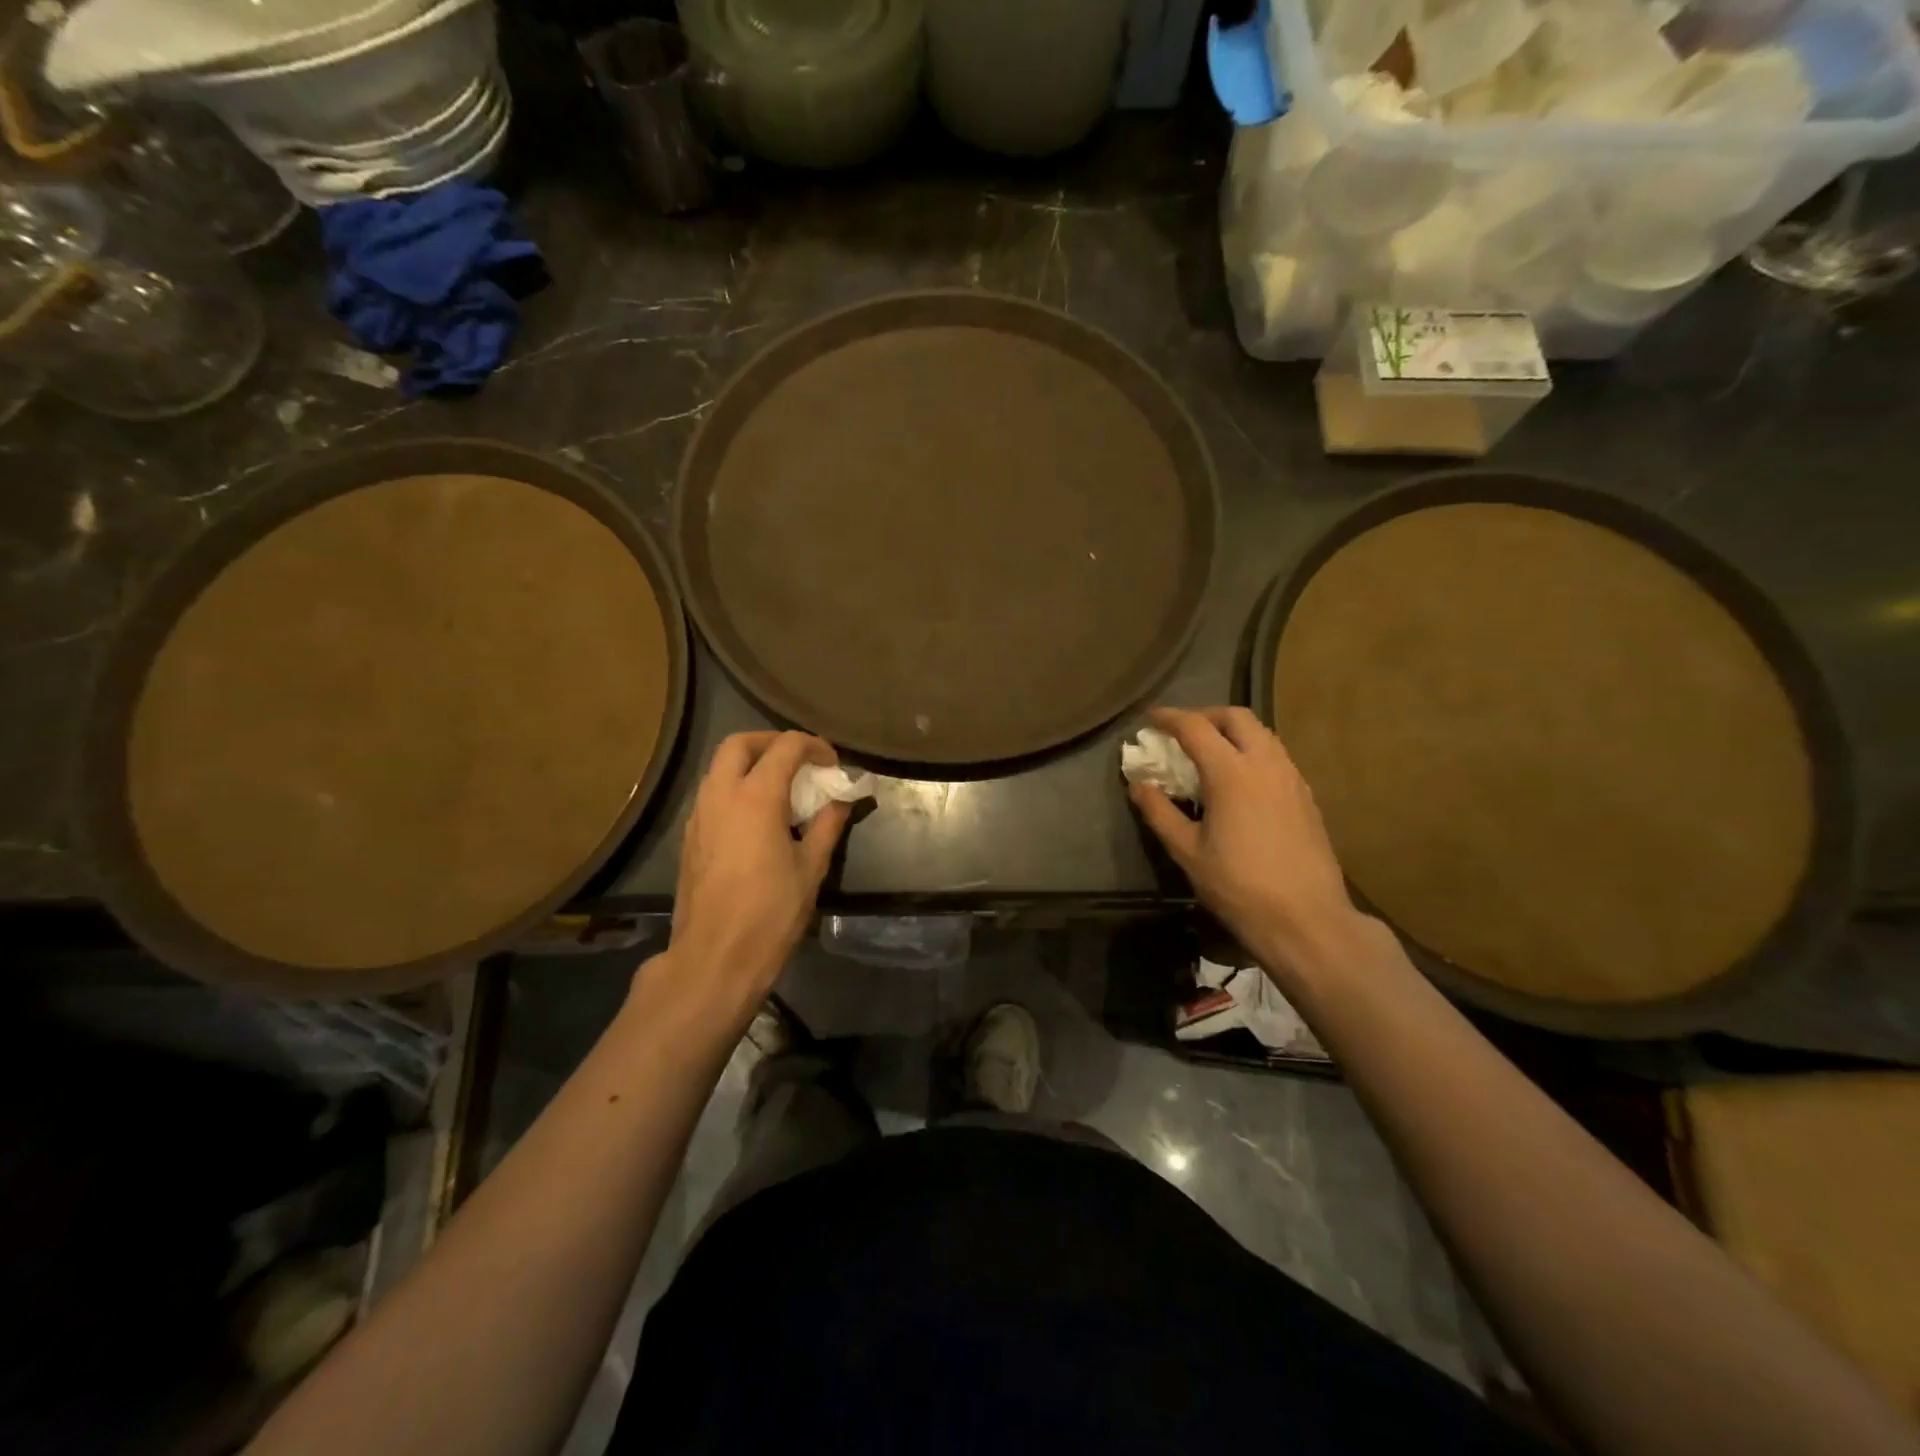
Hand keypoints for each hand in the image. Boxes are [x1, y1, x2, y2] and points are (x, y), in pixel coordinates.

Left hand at [662, 731, 850, 1020]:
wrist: (715, 958)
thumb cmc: (771, 913)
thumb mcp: (811, 868)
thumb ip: (827, 825)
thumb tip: (841, 800)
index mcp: (755, 797)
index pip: (786, 747)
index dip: (814, 746)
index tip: (832, 764)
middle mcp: (720, 795)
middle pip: (739, 743)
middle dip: (771, 742)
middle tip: (800, 761)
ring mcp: (699, 816)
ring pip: (719, 767)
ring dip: (750, 764)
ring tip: (782, 789)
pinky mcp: (690, 837)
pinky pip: (712, 794)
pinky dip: (736, 788)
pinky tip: (758, 818)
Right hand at [1129, 707, 1358, 966]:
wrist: (1306, 918)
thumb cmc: (1238, 886)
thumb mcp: (1187, 852)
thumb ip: (1160, 812)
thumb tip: (1138, 784)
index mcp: (1231, 773)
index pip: (1195, 727)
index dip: (1169, 718)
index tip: (1151, 720)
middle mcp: (1265, 764)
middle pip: (1236, 717)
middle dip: (1206, 716)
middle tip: (1183, 733)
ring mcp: (1291, 778)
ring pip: (1262, 734)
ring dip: (1233, 732)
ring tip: (1211, 754)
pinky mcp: (1306, 796)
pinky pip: (1276, 756)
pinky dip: (1252, 752)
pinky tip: (1241, 781)